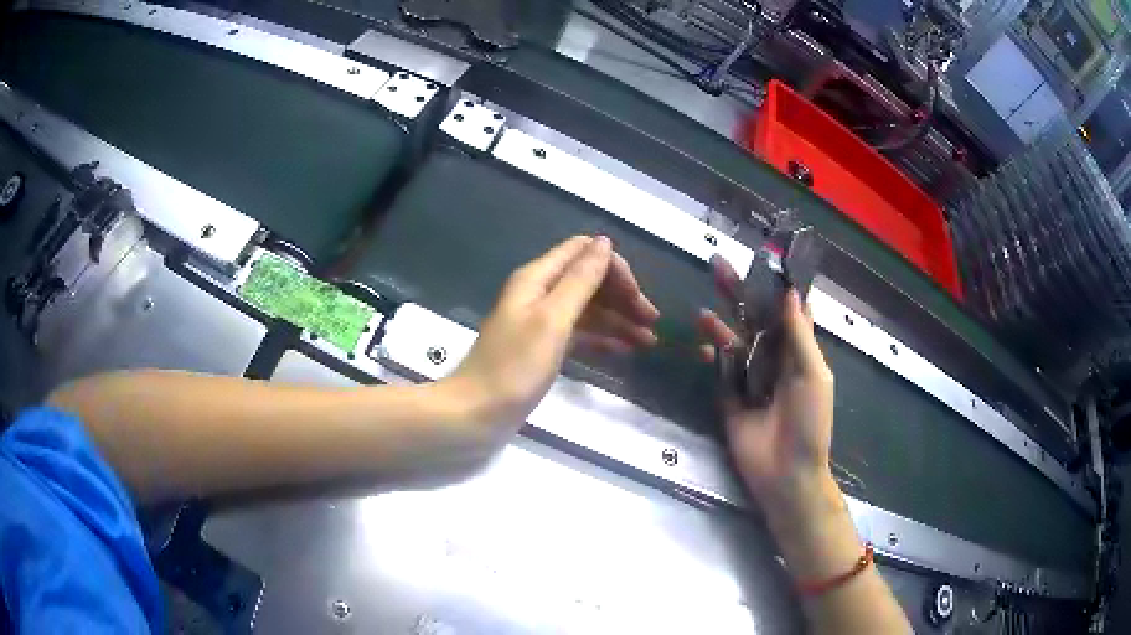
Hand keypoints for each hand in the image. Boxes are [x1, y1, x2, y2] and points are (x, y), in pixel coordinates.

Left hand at [442, 236, 658, 440]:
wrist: (477, 413)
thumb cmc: (514, 367)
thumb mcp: (552, 319)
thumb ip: (580, 280)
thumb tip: (603, 242)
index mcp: (537, 278)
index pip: (582, 252)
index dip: (613, 267)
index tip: (637, 296)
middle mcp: (539, 294)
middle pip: (588, 280)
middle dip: (621, 295)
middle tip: (651, 321)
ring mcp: (541, 322)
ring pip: (587, 309)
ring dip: (618, 319)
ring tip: (649, 341)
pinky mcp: (543, 348)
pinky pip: (580, 333)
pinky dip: (603, 338)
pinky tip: (625, 349)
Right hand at [698, 288, 834, 512]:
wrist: (786, 472)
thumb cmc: (809, 422)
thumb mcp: (813, 374)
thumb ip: (799, 335)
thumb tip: (791, 292)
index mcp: (800, 353)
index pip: (789, 312)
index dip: (778, 287)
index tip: (764, 258)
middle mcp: (775, 360)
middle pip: (756, 320)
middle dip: (741, 294)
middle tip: (720, 266)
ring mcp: (750, 378)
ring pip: (735, 341)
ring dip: (722, 321)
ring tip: (705, 301)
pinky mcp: (729, 397)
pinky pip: (721, 369)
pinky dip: (713, 351)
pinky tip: (703, 334)